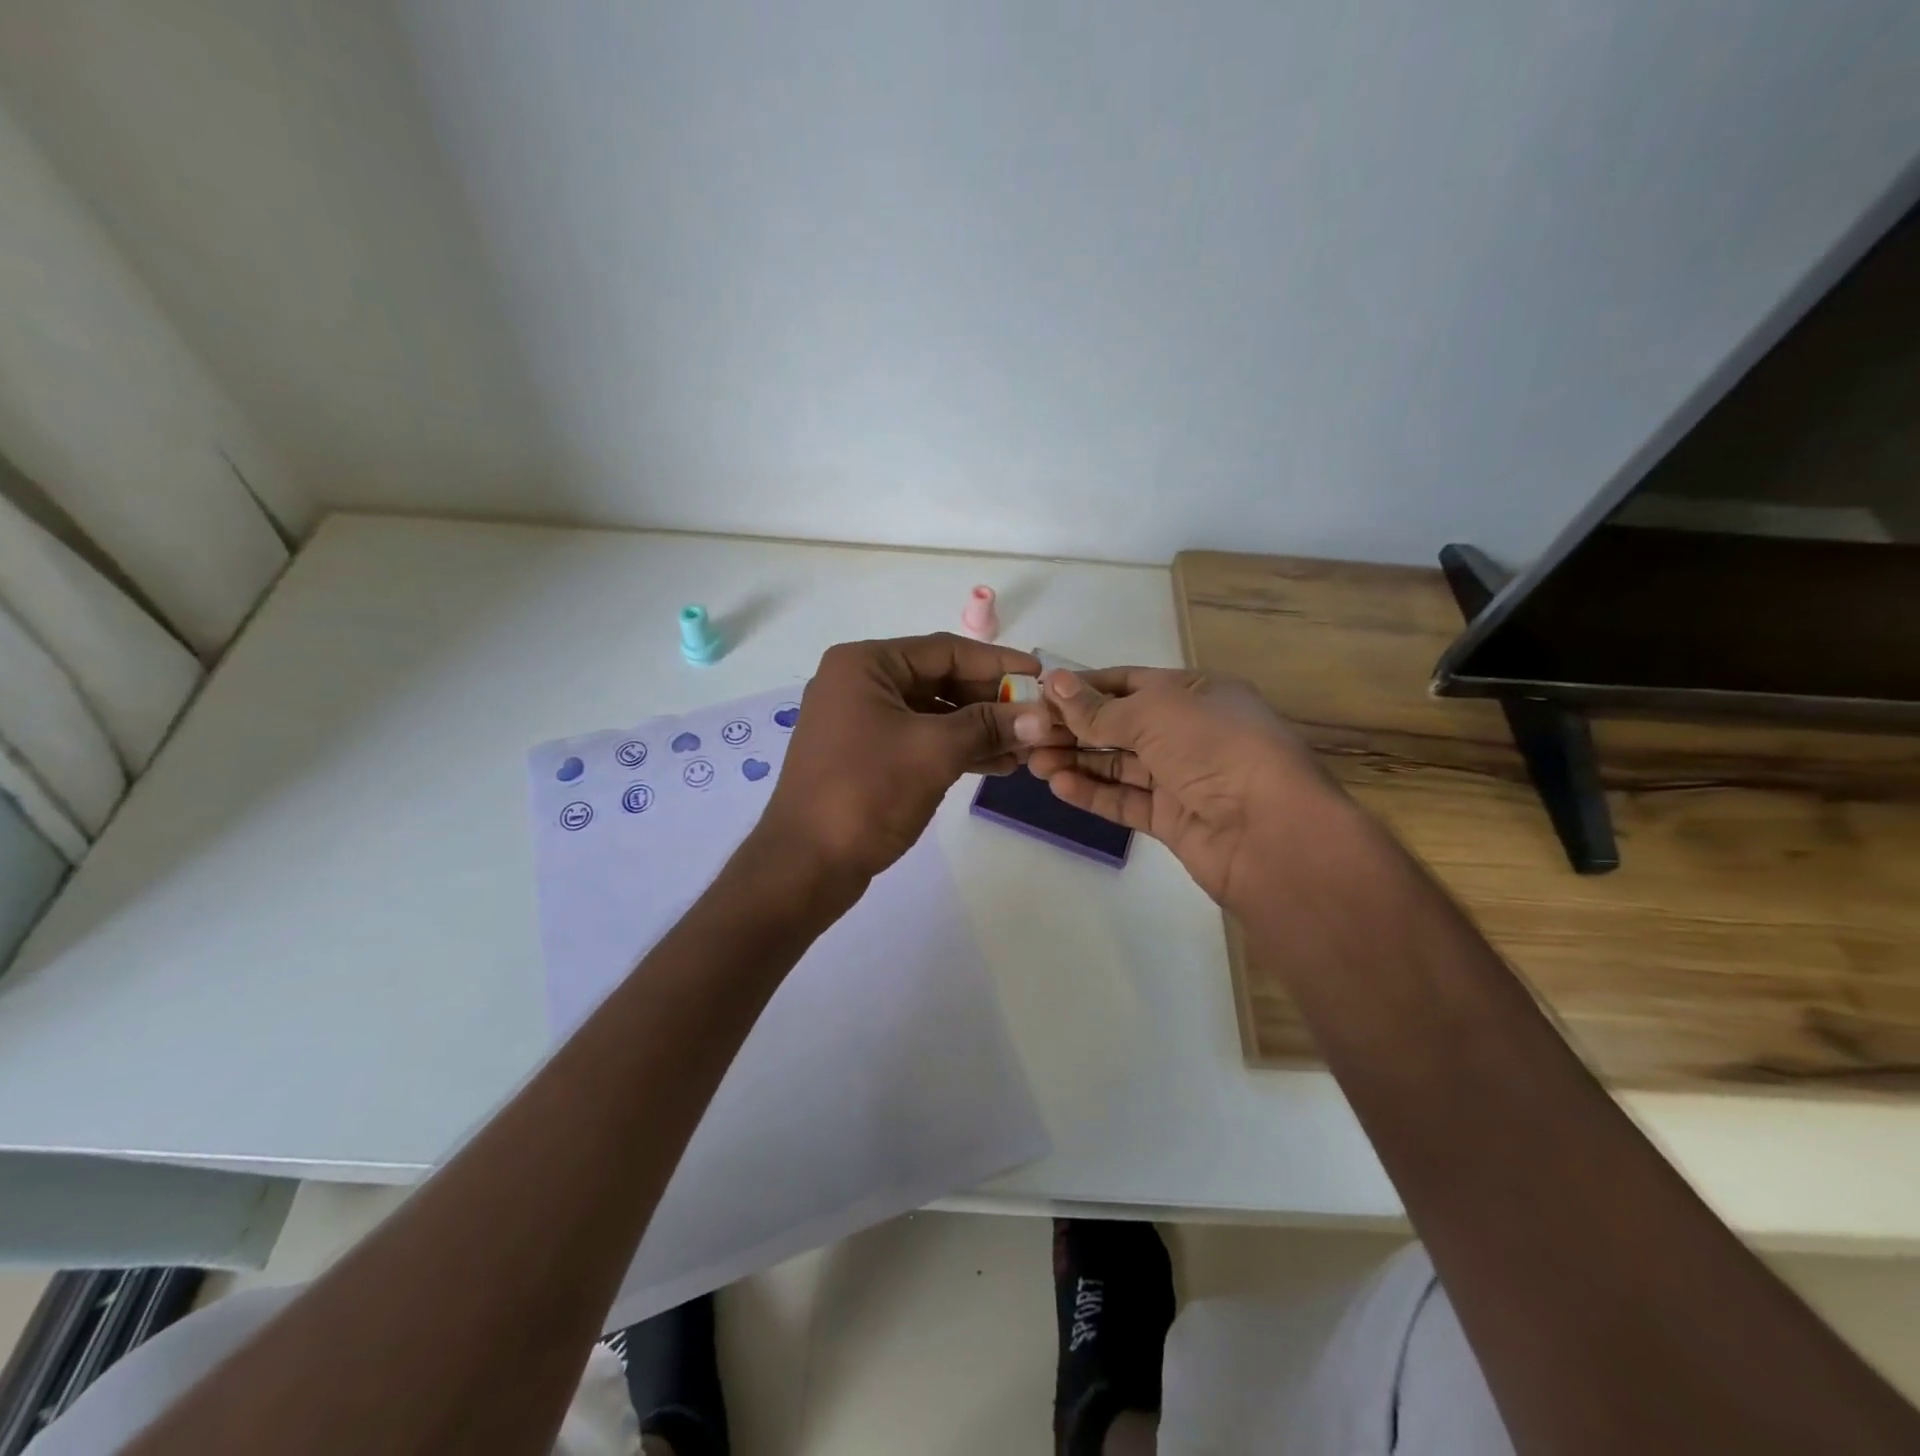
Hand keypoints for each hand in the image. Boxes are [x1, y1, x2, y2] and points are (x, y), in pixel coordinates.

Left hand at [756, 633, 1068, 884]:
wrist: (805, 865)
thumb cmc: (867, 792)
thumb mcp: (934, 751)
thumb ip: (989, 726)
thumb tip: (1042, 717)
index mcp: (865, 664)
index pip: (945, 651)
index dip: (997, 663)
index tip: (1041, 676)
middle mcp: (859, 683)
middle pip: (939, 679)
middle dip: (990, 701)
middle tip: (1038, 717)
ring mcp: (860, 721)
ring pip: (933, 713)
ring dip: (979, 729)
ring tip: (1026, 747)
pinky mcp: (866, 756)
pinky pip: (920, 739)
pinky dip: (956, 749)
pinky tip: (996, 764)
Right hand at [1021, 667, 1346, 908]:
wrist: (1272, 833)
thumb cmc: (1217, 749)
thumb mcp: (1155, 713)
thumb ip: (1100, 707)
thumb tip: (1054, 682)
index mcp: (1196, 693)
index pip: (1129, 682)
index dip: (1084, 687)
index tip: (1039, 694)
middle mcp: (1190, 732)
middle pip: (1120, 725)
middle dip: (1074, 727)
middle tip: (1027, 733)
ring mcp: (1183, 778)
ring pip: (1120, 765)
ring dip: (1077, 760)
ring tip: (1033, 761)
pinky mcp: (1174, 820)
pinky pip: (1126, 801)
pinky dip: (1094, 792)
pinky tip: (1059, 785)